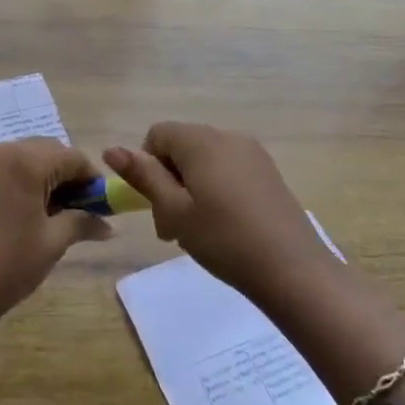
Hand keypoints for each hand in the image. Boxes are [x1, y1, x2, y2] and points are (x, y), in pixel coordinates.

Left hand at [0, 138, 110, 325]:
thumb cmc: (8, 265)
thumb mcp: (53, 242)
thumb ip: (83, 223)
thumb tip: (109, 225)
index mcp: (25, 161)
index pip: (71, 157)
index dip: (91, 179)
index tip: (100, 204)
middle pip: (44, 151)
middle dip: (64, 175)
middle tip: (76, 209)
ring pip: (17, 158)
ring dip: (37, 177)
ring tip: (45, 213)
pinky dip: (11, 182)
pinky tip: (14, 213)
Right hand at [104, 122, 329, 306]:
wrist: (293, 270)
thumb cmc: (224, 239)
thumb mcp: (174, 211)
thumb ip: (143, 176)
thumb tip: (111, 149)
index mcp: (201, 141)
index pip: (157, 134)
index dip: (147, 166)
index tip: (155, 204)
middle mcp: (227, 136)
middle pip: (181, 146)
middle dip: (168, 180)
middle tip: (171, 227)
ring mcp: (253, 154)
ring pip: (204, 160)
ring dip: (190, 188)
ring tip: (197, 230)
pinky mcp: (268, 173)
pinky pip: (228, 170)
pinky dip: (215, 190)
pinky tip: (224, 226)